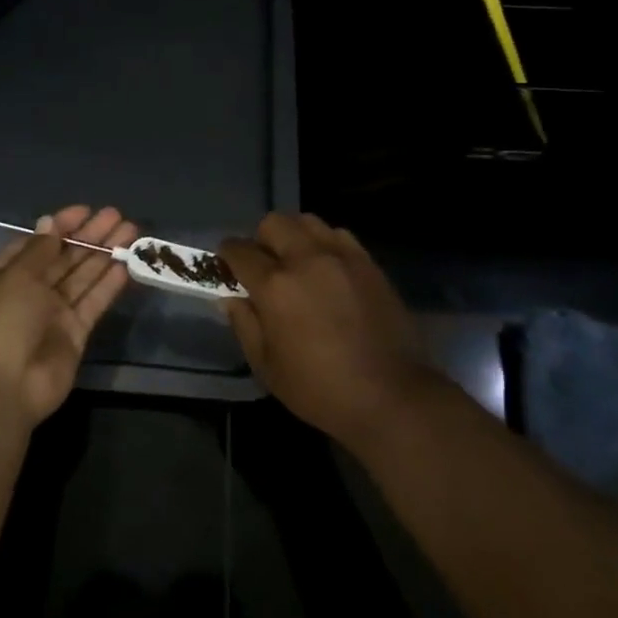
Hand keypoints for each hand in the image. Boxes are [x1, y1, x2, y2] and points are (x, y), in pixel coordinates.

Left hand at [0, 205, 138, 435]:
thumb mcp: (14, 277)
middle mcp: (28, 292)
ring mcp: (52, 314)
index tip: (86, 210)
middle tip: (117, 216)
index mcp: (2, 275)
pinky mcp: (73, 334)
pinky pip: (92, 303)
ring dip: (104, 254)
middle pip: (63, 257)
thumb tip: (50, 223)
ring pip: (82, 277)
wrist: (1, 389)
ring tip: (131, 231)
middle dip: (89, 236)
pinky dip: (108, 284)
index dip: (60, 226)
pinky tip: (127, 264)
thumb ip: (39, 251)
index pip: (36, 243)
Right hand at [219, 213, 425, 446]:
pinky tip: (328, 270)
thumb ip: (245, 325)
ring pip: (307, 221)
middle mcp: (306, 259)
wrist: (390, 395)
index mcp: (275, 286)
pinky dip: (325, 243)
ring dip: (294, 236)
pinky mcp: (368, 263)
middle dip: (260, 240)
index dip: (227, 256)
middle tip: (264, 267)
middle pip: (273, 223)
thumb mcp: (267, 367)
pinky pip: (338, 235)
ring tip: (297, 263)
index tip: (228, 268)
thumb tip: (231, 298)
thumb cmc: (320, 389)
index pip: (239, 250)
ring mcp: (342, 257)